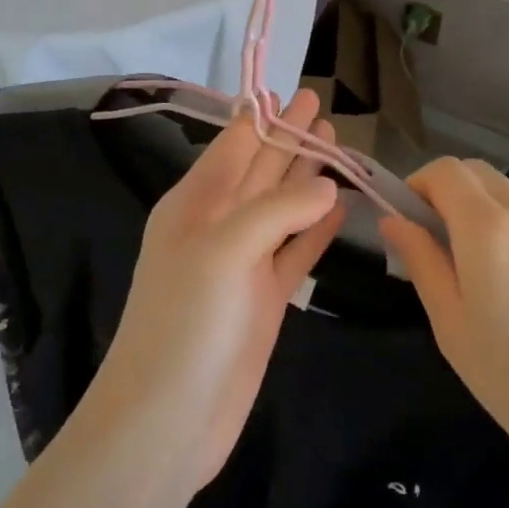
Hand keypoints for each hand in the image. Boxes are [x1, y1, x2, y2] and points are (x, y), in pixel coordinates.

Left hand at [85, 89, 345, 491]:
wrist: (168, 420)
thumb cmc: (185, 325)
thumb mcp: (222, 251)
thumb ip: (276, 211)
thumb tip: (328, 185)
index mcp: (194, 206)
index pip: (233, 146)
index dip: (261, 116)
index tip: (288, 87)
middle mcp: (218, 227)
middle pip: (261, 169)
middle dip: (289, 137)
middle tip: (322, 104)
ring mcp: (244, 265)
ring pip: (283, 207)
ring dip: (307, 176)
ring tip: (338, 144)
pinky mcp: (266, 300)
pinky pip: (297, 251)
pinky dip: (318, 228)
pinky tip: (339, 206)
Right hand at [379, 158, 508, 488]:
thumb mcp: (450, 324)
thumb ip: (421, 261)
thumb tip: (394, 221)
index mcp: (488, 229)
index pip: (445, 170)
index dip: (418, 185)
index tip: (409, 222)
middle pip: (479, 174)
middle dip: (449, 193)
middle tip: (439, 243)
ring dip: (485, 213)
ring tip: (485, 274)